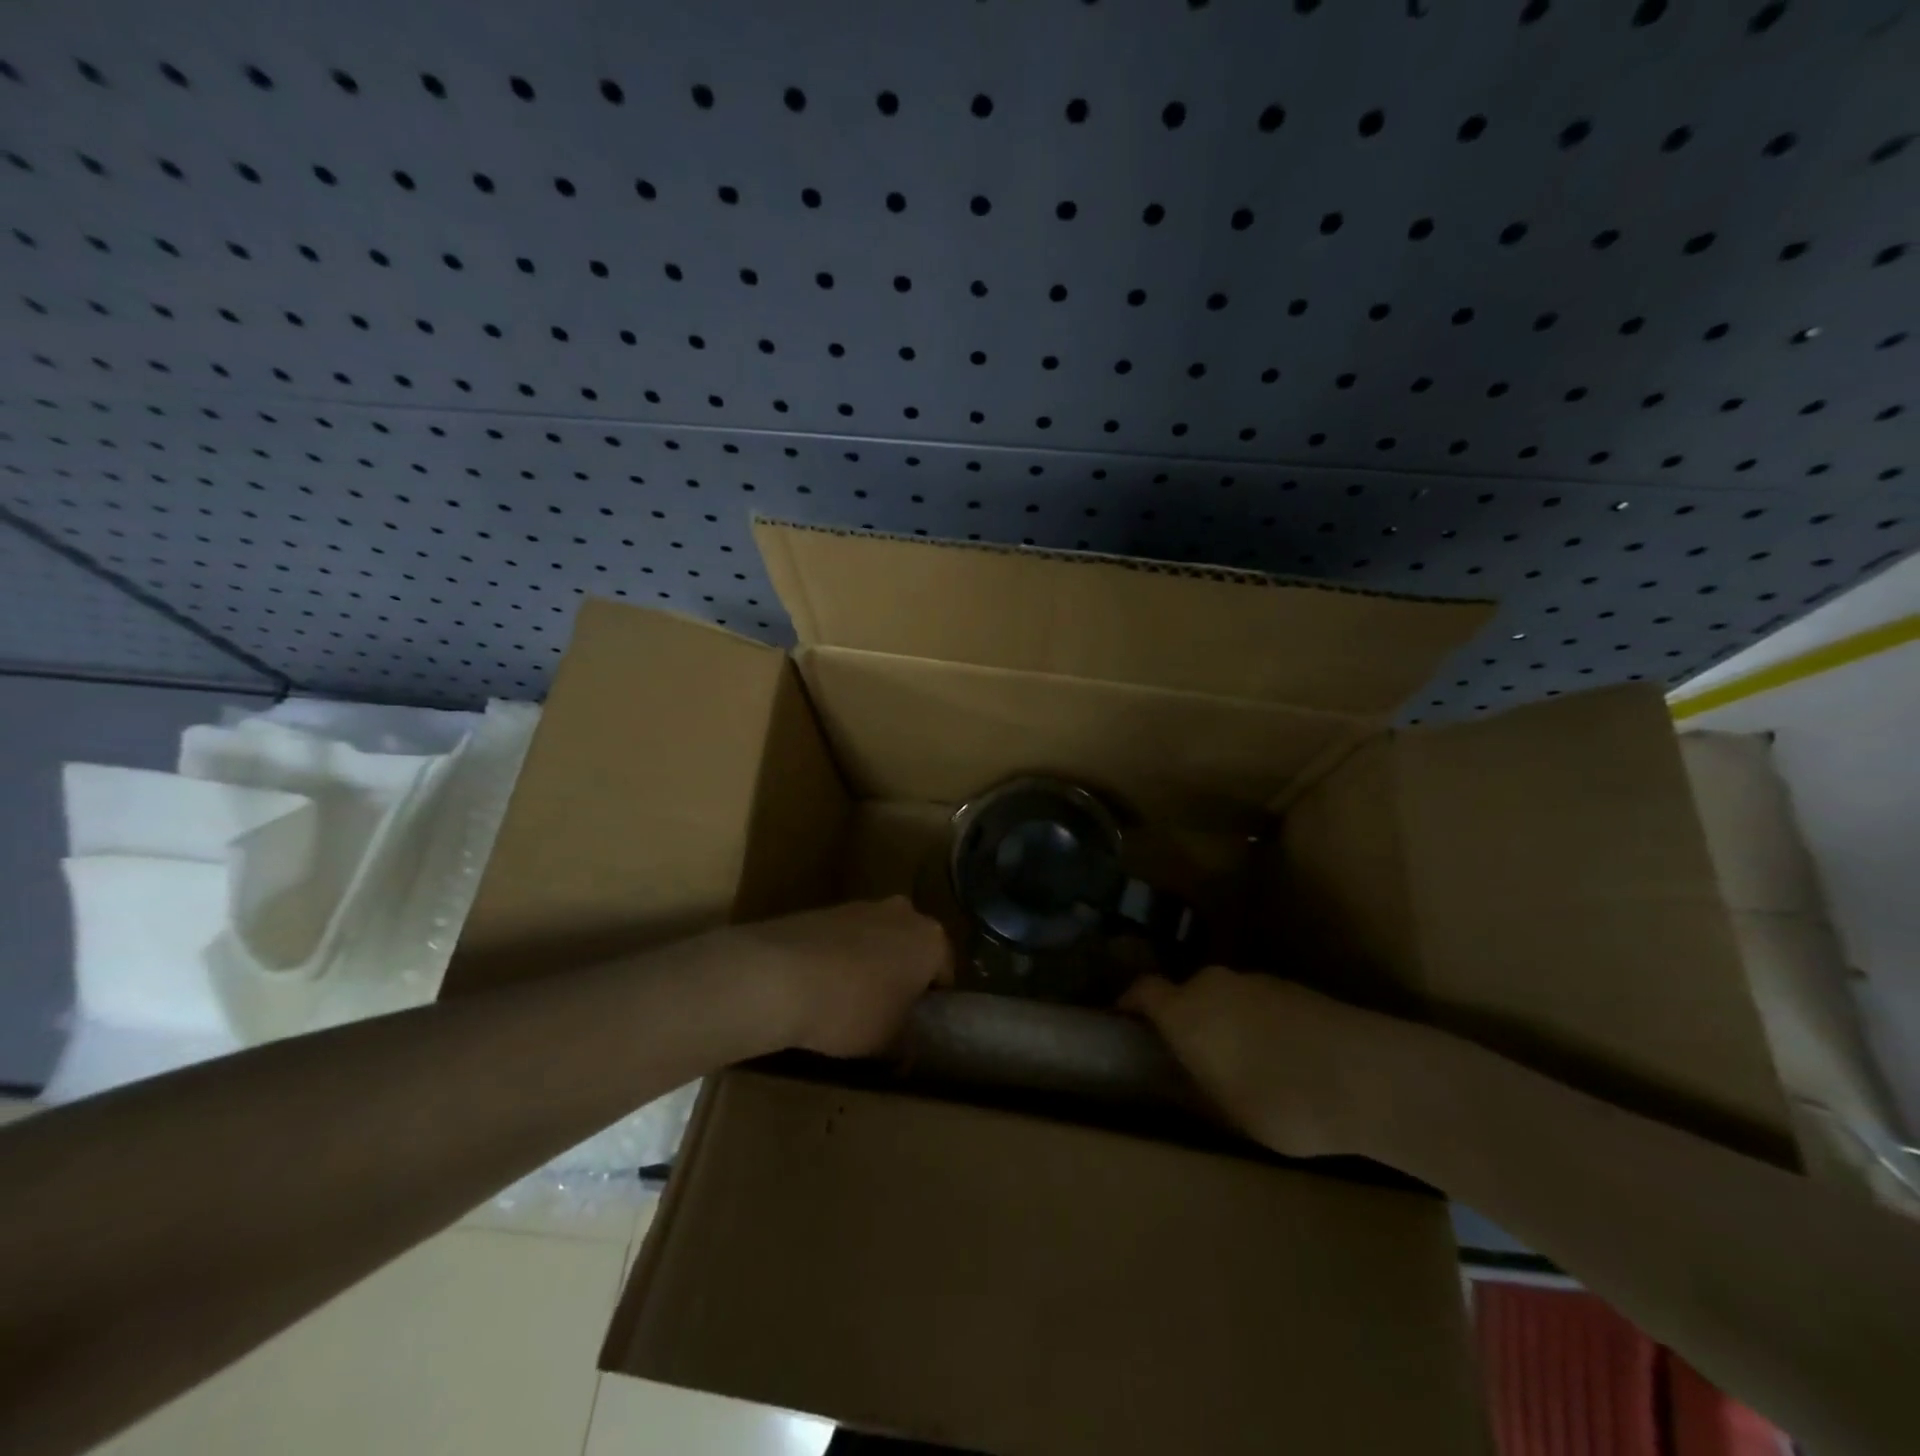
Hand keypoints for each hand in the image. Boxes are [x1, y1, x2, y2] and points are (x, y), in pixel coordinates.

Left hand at [727, 897, 952, 1057]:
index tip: (914, 1025)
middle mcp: (903, 913)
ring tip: (846, 1002)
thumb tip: (907, 1052)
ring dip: (869, 964)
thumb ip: (906, 1044)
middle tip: (885, 1012)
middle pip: (911, 949)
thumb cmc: (852, 1009)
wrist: (779, 976)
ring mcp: (862, 906)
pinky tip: (820, 987)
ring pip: (877, 940)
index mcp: (932, 939)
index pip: (944, 973)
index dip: (931, 1003)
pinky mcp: (824, 909)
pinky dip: (839, 958)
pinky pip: (844, 939)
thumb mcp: (888, 1042)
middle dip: (902, 975)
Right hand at [1122, 967, 1405, 1158]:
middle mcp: (1215, 984)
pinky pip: (1260, 1004)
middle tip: (1192, 1057)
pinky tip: (1284, 1061)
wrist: (1369, 1076)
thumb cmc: (1280, 1101)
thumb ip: (1196, 1083)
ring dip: (1226, 1023)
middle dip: (1185, 1020)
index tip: (1126, 1024)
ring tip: (1244, 1066)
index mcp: (1186, 1010)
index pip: (1142, 991)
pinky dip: (1260, 1026)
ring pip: (1226, 998)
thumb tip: (1183, 1077)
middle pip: (1187, 993)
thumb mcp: (1225, 1111)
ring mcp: (1259, 981)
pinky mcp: (1296, 989)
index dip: (1130, 1005)